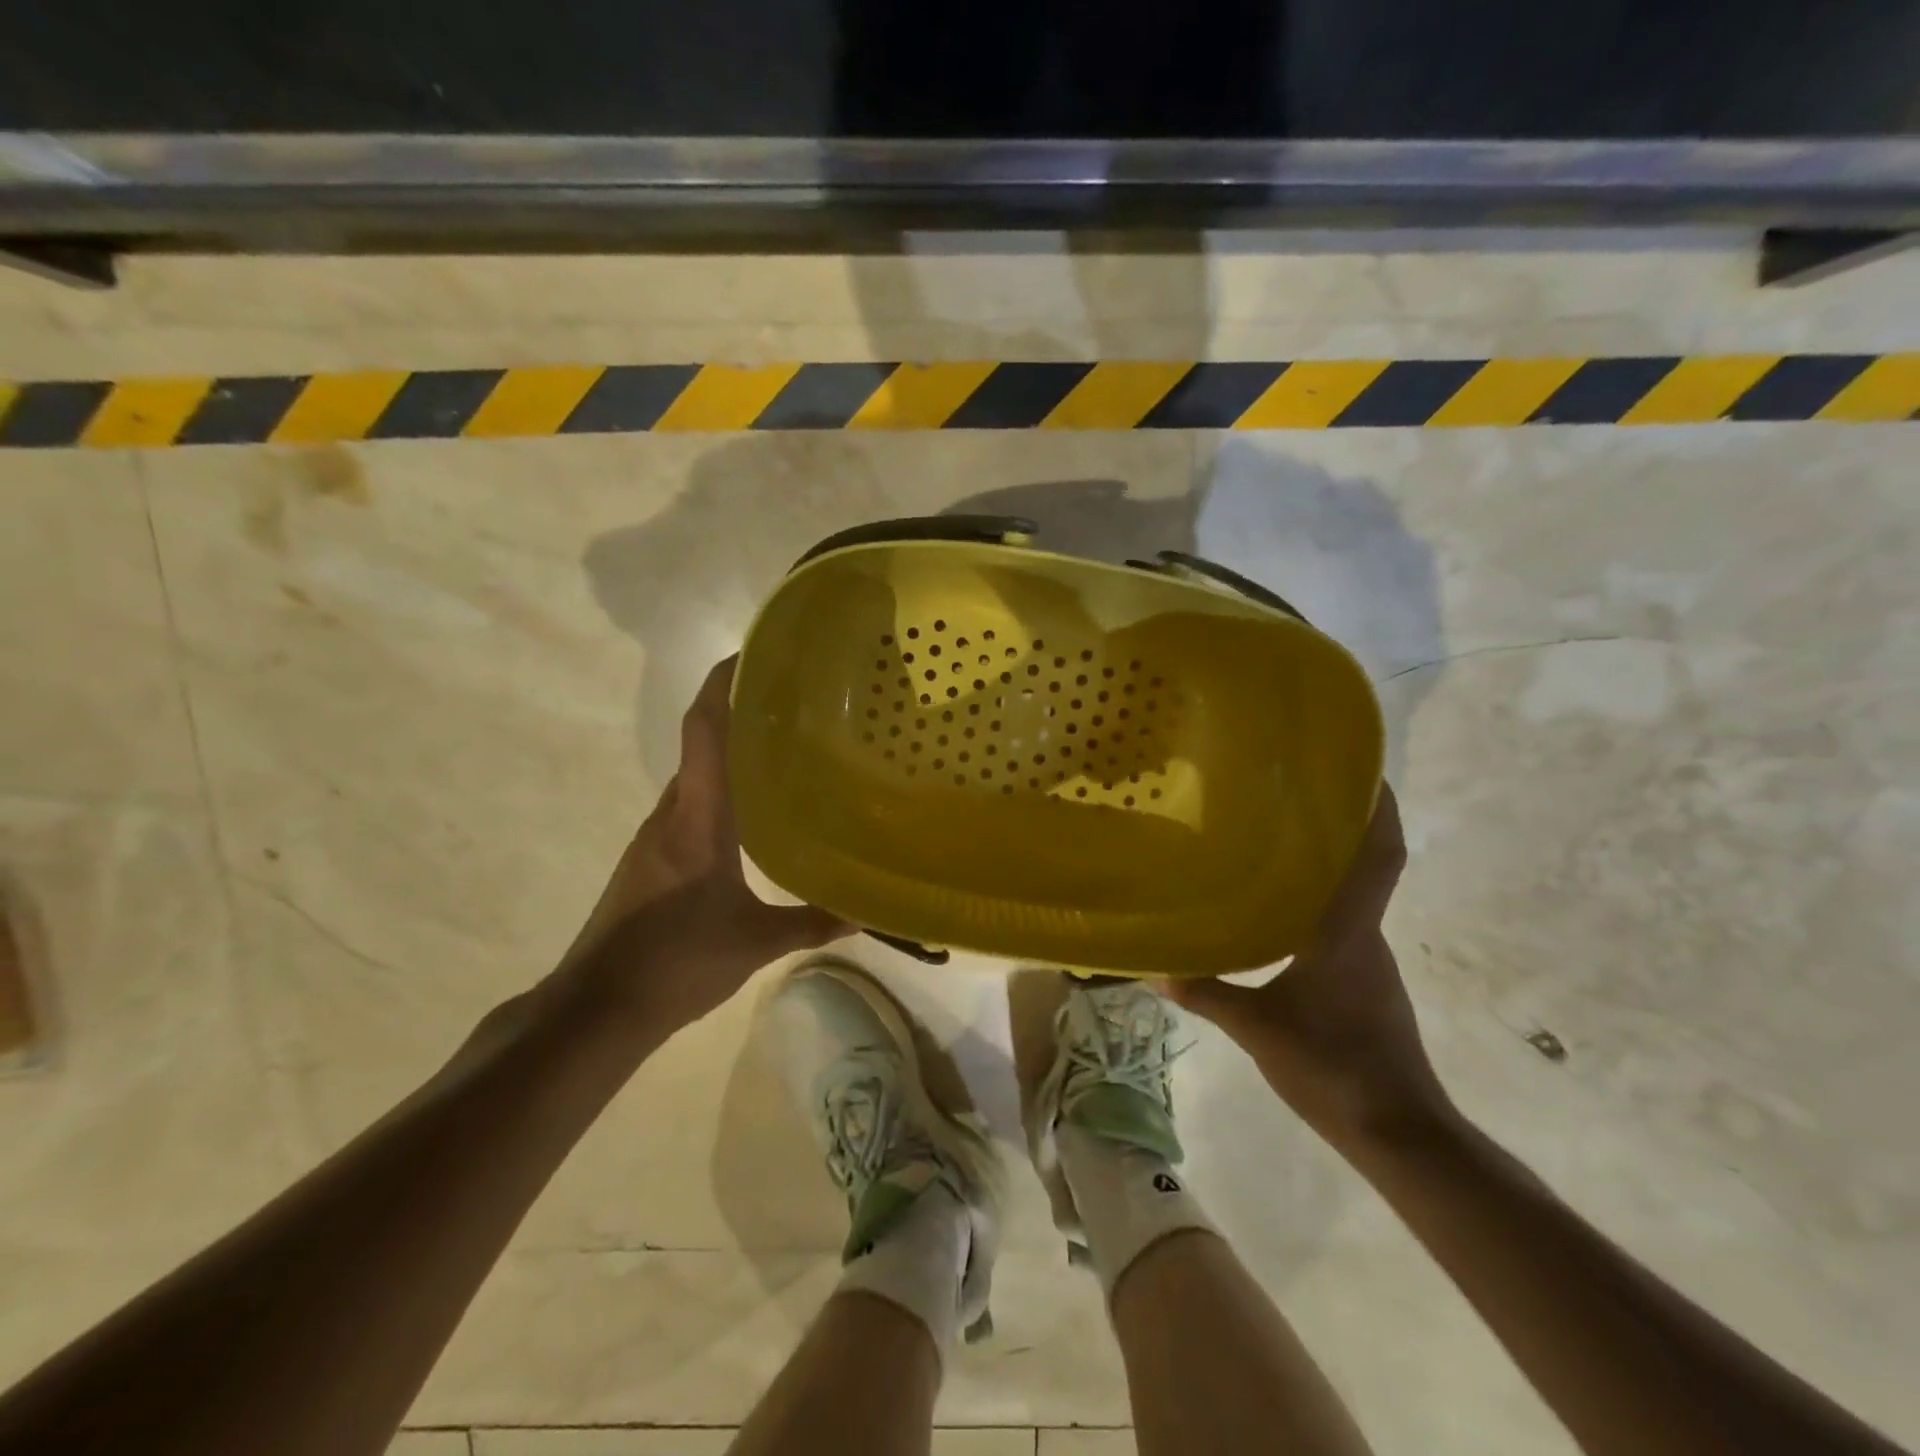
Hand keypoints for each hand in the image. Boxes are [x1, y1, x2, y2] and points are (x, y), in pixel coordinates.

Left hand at [567, 656, 846, 1026]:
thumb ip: (812, 922)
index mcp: (697, 817)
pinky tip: (752, 815)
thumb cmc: (676, 961)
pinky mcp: (650, 860)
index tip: (752, 654)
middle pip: (700, 747)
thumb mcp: (755, 942)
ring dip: (729, 757)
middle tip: (793, 706)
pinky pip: (689, 807)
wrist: (597, 1007)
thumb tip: (867, 913)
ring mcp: (654, 837)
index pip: (704, 732)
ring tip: (781, 752)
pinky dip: (719, 793)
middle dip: (738, 716)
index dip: (722, 685)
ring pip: (696, 779)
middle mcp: (671, 814)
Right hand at [1165, 783, 1451, 1147]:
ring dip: (1326, 866)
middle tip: (1290, 795)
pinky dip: (1318, 905)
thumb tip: (1154, 967)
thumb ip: (1207, 993)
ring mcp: (1370, 961)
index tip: (1365, 771)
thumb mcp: (1258, 1028)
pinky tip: (1279, 913)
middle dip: (1339, 827)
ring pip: (1351, 897)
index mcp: (1346, 931)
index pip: (1378, 856)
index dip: (1380, 810)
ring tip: (1274, 843)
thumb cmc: (1333, 1066)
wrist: (1399, 1134)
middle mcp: (1366, 935)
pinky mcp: (1366, 984)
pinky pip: (1342, 926)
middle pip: (1364, 867)